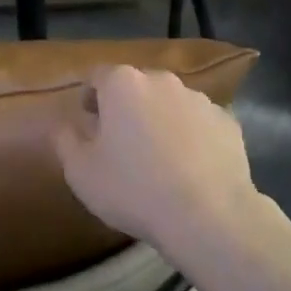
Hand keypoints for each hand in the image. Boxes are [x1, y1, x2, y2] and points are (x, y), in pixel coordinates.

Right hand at [53, 66, 264, 260]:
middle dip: (127, 107)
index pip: (98, 76)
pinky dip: (192, 137)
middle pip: (137, 86)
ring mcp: (200, 99)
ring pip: (171, 103)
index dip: (89, 95)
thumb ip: (65, 141)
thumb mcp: (80, 172)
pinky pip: (200, 124)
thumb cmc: (133, 188)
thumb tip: (63, 125)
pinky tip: (190, 168)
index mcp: (123, 84)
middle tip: (121, 141)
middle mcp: (163, 80)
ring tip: (158, 158)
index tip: (88, 119)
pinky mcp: (227, 122)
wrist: (207, 214)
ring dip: (161, 120)